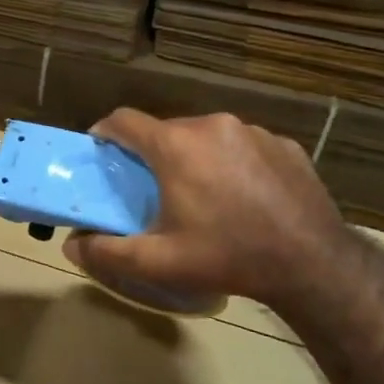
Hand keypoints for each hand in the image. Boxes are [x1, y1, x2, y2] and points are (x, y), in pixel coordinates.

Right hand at [61, 109, 354, 313]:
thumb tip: (71, 248)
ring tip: (202, 196)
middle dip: (153, 153)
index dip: (105, 134)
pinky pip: (243, 145)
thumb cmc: (227, 257)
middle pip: (166, 129)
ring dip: (194, 157)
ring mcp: (253, 131)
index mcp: (176, 145)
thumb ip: (107, 252)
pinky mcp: (283, 144)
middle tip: (153, 189)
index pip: (124, 120)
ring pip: (206, 136)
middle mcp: (212, 125)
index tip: (101, 153)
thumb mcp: (159, 261)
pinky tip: (243, 198)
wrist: (312, 263)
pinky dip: (232, 163)